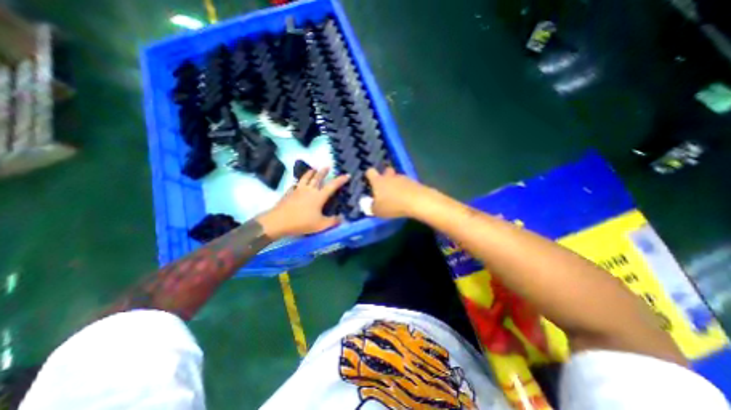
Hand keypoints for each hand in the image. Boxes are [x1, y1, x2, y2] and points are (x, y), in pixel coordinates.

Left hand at [259, 167, 348, 237]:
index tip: (347, 175)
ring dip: (310, 173)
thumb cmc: (302, 223)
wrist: (278, 221)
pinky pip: (295, 185)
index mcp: (319, 196)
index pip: (332, 186)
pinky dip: (298, 182)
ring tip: (313, 169)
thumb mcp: (321, 225)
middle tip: (327, 166)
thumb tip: (342, 218)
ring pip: (306, 178)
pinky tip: (297, 183)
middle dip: (323, 172)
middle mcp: (309, 190)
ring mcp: (298, 190)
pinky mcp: (289, 193)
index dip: (340, 180)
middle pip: (317, 178)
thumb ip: (333, 221)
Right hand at [364, 166, 428, 218]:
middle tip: (385, 189)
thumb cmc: (393, 205)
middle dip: (385, 177)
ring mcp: (403, 178)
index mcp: (378, 181)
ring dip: (396, 185)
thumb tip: (372, 205)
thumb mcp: (378, 211)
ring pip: (397, 178)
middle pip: (386, 171)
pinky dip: (406, 189)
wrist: (417, 201)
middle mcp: (390, 177)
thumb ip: (372, 207)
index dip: (369, 175)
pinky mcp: (414, 182)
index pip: (370, 172)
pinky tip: (407, 199)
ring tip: (397, 197)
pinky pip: (407, 184)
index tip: (370, 181)